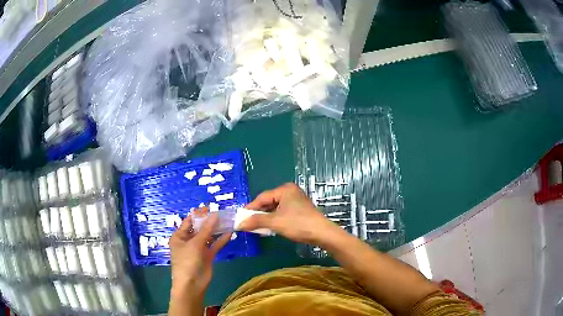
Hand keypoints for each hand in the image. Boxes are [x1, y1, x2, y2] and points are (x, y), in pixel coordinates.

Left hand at [169, 213, 230, 298]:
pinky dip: (221, 240)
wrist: (192, 284)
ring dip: (216, 229)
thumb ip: (206, 230)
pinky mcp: (207, 255)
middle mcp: (188, 241)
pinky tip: (229, 233)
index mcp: (179, 236)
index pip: (189, 221)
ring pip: (208, 236)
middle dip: (209, 221)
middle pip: (199, 228)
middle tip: (221, 212)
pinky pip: (214, 245)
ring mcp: (198, 248)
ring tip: (227, 220)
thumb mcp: (195, 244)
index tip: (209, 207)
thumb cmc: (187, 261)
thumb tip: (215, 215)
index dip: (198, 214)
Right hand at [239, 183, 341, 244]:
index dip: (250, 208)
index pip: (262, 197)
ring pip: (275, 208)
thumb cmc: (298, 224)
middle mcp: (290, 192)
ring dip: (266, 218)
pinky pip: (282, 212)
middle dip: (258, 214)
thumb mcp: (275, 222)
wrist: (322, 234)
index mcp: (285, 189)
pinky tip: (269, 227)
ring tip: (256, 227)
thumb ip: (256, 221)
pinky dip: (274, 219)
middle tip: (247, 223)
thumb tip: (239, 223)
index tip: (240, 218)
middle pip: (268, 202)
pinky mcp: (299, 210)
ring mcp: (296, 201)